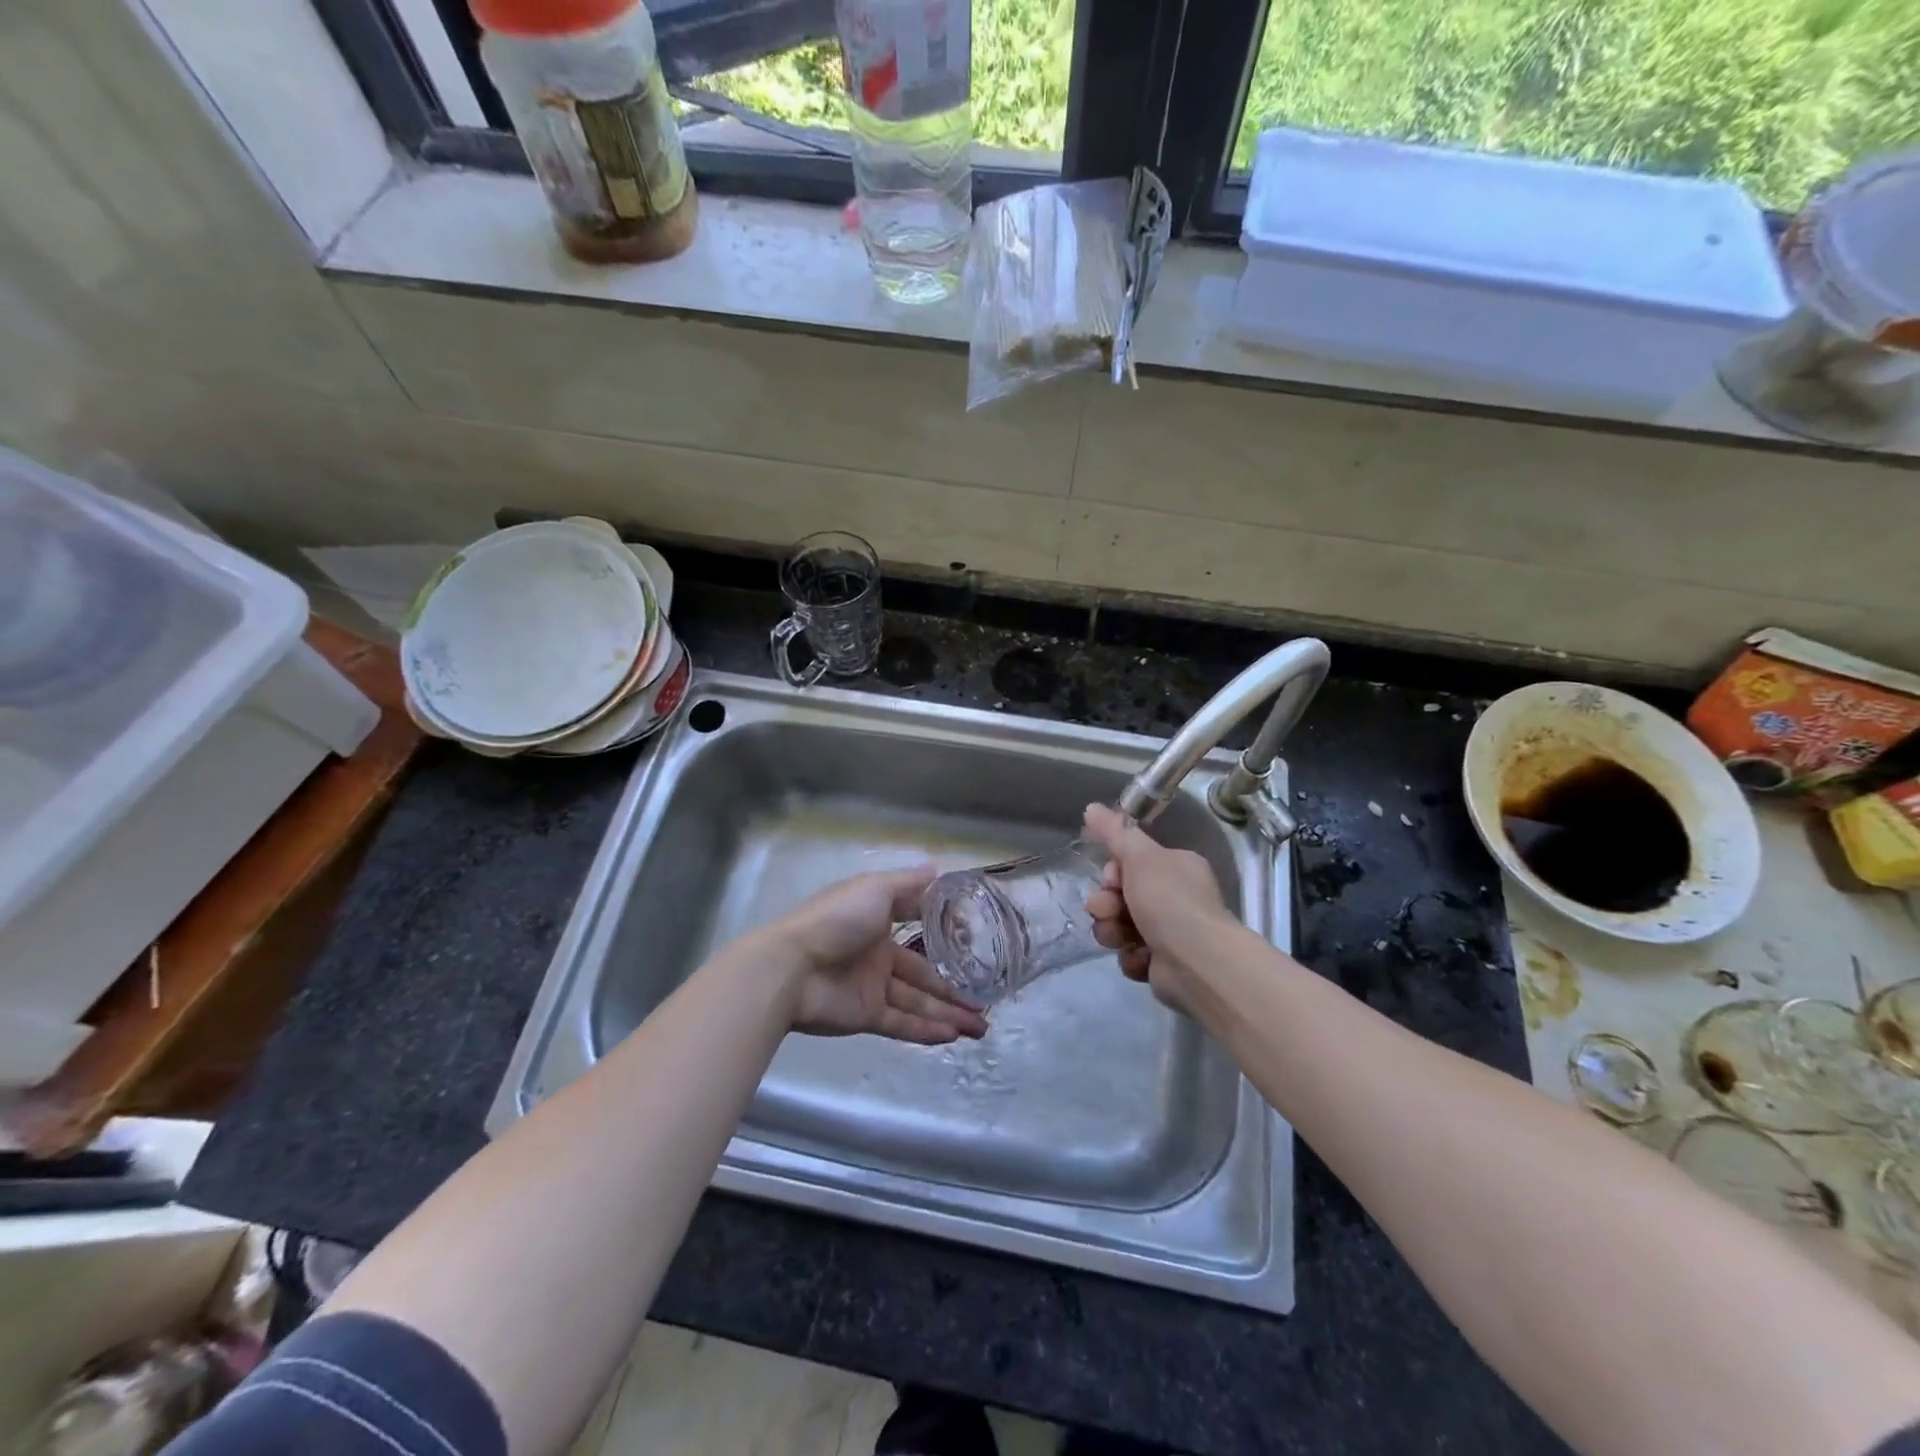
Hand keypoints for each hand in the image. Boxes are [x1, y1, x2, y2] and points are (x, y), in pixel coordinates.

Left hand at [754, 867, 987, 1043]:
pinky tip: (954, 1034)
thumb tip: (939, 868)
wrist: (791, 966)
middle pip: (924, 974)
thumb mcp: (875, 889)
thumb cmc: (836, 919)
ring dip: (949, 1013)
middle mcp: (878, 955)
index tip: (975, 946)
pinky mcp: (865, 1016)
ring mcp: (872, 988)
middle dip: (955, 988)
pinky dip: (927, 1029)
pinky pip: (902, 1023)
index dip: (945, 937)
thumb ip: (908, 884)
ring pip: (918, 1002)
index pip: (918, 929)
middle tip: (987, 1003)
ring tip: (982, 1027)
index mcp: (878, 922)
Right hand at [1082, 803, 1233, 1014]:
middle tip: (1107, 910)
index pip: (1133, 862)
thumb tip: (1091, 807)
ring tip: (1120, 938)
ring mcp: (1171, 933)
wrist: (1196, 962)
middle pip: (1123, 896)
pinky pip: (1132, 954)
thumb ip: (1114, 832)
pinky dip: (1131, 957)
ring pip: (1122, 926)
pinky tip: (1140, 957)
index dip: (1113, 871)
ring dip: (1112, 931)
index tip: (1111, 879)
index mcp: (1177, 868)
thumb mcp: (1139, 857)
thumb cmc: (1170, 901)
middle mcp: (1176, 897)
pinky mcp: (1163, 964)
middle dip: (1107, 904)